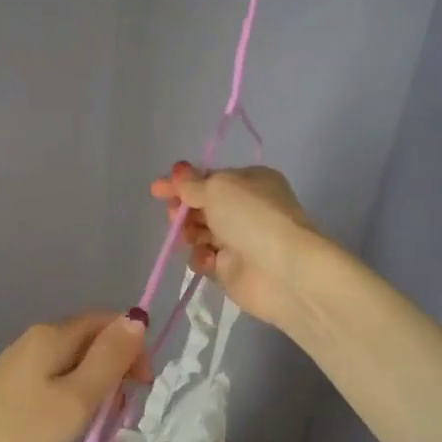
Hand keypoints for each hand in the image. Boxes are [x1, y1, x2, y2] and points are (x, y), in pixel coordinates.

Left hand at [0, 313, 152, 441]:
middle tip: (124, 410)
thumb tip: (137, 318)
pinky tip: (72, 423)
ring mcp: (22, 362)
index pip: (108, 320)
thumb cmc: (19, 430)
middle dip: (117, 368)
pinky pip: (56, 379)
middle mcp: (38, 338)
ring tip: (101, 422)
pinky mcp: (11, 386)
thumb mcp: (77, 398)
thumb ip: (110, 359)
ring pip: (75, 362)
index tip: (143, 386)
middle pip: (92, 340)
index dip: (134, 346)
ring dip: (97, 386)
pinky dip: (75, 395)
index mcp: (55, 334)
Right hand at [149, 163, 326, 330]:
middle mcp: (246, 209)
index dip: (183, 183)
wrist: (284, 270)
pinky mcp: (232, 270)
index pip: (210, 179)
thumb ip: (193, 183)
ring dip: (190, 234)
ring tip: (191, 238)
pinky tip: (209, 260)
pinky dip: (202, 258)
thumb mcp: (219, 188)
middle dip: (184, 210)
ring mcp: (239, 241)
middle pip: (202, 207)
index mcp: (250, 182)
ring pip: (200, 233)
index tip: (157, 189)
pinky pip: (205, 260)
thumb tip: (178, 170)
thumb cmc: (252, 217)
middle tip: (174, 216)